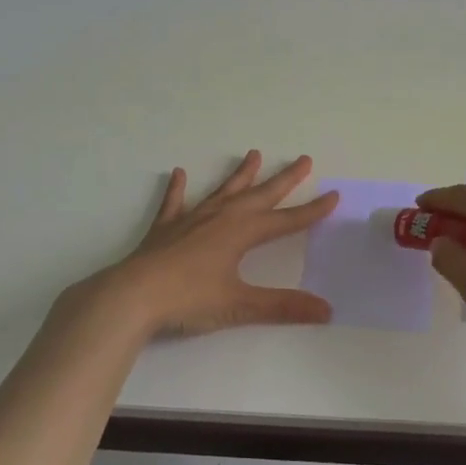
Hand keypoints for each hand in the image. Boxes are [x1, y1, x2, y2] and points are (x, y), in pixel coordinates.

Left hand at [84, 151, 338, 337]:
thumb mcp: (240, 304)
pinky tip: (179, 173)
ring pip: (223, 191)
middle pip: (259, 195)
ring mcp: (191, 220)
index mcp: (242, 233)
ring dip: (240, 175)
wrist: (132, 295)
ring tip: (253, 154)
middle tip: (304, 160)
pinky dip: (177, 189)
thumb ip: (282, 306)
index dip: (311, 211)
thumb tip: (326, 310)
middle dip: (284, 179)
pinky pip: (175, 203)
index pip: (286, 221)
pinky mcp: (165, 229)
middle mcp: (221, 218)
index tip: (333, 195)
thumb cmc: (189, 299)